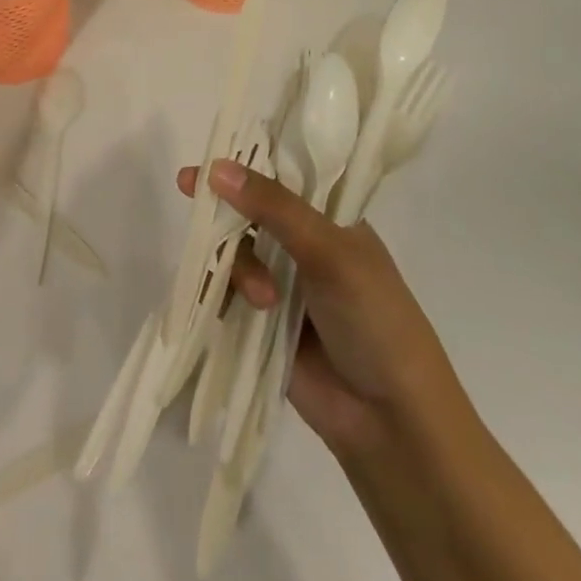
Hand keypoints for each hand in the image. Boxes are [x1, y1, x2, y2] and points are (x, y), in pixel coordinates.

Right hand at [177, 159, 462, 460]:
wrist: (392, 422)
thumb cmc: (375, 319)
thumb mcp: (329, 251)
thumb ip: (274, 207)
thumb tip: (216, 167)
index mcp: (330, 218)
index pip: (282, 175)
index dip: (245, 164)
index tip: (208, 158)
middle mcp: (304, 245)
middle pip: (250, 210)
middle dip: (225, 207)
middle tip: (188, 189)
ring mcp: (282, 284)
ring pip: (235, 250)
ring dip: (237, 265)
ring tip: (261, 298)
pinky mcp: (262, 324)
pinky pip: (225, 292)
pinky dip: (220, 292)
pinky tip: (229, 306)